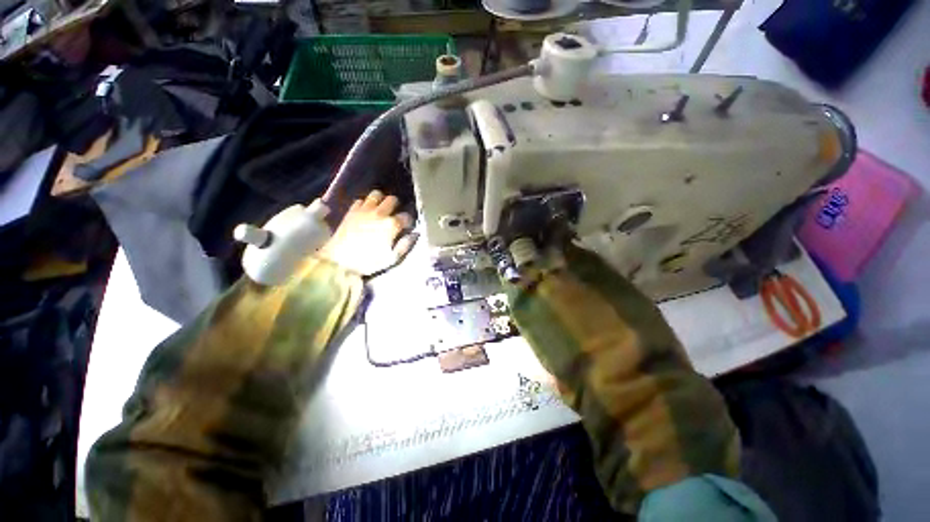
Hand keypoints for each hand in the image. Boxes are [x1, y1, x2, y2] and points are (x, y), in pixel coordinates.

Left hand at [318, 190, 414, 275]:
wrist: (340, 261)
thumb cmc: (369, 262)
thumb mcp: (392, 259)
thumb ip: (405, 245)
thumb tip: (414, 234)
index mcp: (391, 225)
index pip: (406, 216)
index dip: (408, 222)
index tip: (406, 227)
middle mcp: (380, 213)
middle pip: (393, 200)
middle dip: (396, 206)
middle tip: (394, 215)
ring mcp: (364, 210)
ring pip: (376, 194)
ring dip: (380, 200)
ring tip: (380, 209)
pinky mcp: (351, 211)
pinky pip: (360, 200)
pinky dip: (365, 204)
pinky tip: (365, 212)